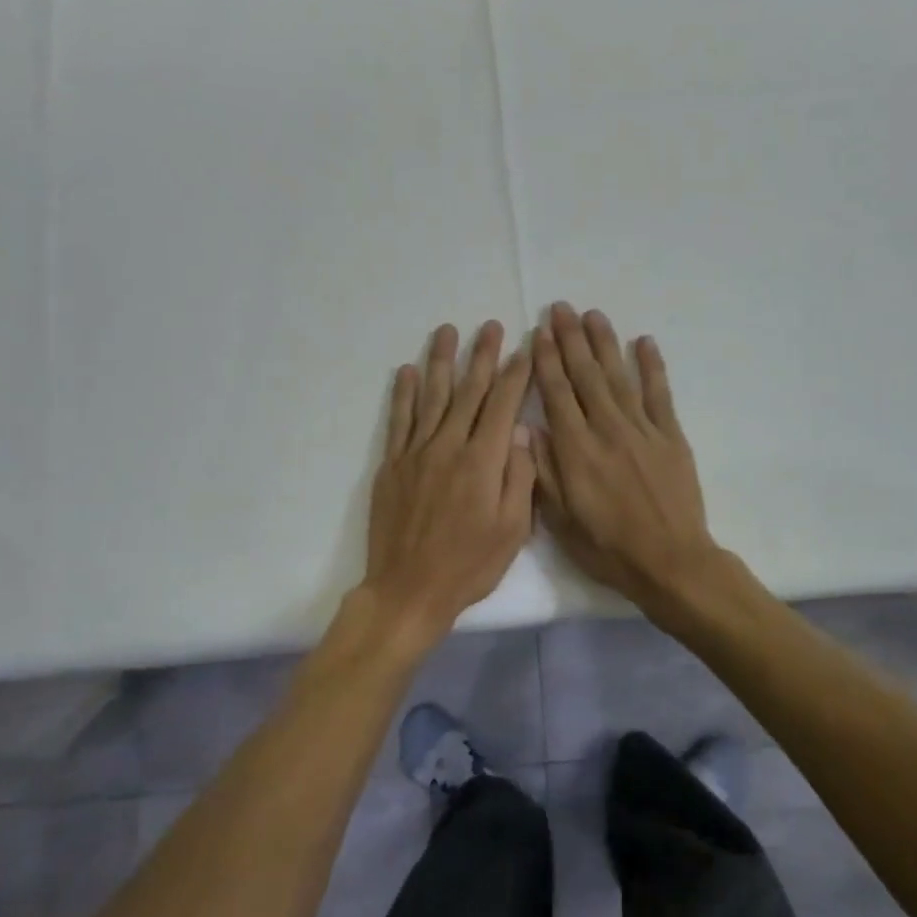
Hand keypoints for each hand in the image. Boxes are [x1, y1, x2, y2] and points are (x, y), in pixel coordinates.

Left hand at [362, 321, 535, 645]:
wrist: (408, 589)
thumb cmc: (469, 565)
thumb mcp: (512, 530)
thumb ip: (519, 477)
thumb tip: (523, 432)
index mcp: (483, 461)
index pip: (503, 405)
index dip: (515, 374)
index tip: (524, 348)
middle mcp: (448, 446)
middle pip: (468, 391)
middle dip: (482, 356)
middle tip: (490, 326)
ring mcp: (416, 453)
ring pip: (431, 396)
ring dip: (440, 361)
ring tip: (447, 331)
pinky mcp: (392, 464)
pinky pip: (399, 420)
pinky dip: (402, 393)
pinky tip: (406, 371)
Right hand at [532, 303, 717, 609]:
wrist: (671, 562)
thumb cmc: (608, 548)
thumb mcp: (561, 520)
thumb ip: (543, 471)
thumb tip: (528, 428)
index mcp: (576, 450)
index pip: (557, 394)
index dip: (546, 361)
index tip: (538, 332)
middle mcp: (607, 430)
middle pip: (586, 375)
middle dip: (571, 339)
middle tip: (561, 308)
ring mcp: (643, 430)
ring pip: (619, 376)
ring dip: (605, 343)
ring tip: (593, 315)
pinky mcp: (671, 437)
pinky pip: (660, 394)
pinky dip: (652, 366)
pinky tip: (644, 342)